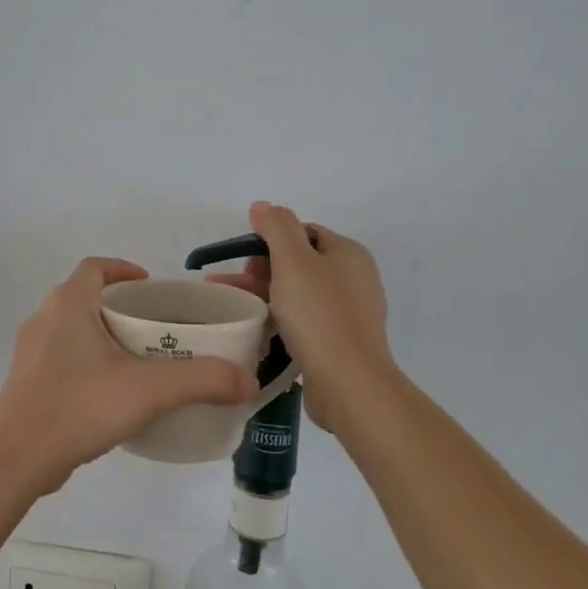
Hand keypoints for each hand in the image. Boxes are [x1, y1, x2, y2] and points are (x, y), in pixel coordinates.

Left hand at [0, 257, 257, 493]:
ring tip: (138, 362)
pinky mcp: (25, 383)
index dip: (124, 269)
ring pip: (72, 330)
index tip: (151, 286)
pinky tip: (109, 395)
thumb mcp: (149, 390)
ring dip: (102, 336)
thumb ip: (202, 380)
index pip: (96, 267)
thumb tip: (247, 381)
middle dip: (120, 307)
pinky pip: (61, 359)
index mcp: (67, 304)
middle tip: (156, 328)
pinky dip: (86, 363)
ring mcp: (29, 352)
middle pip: (86, 297)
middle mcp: (43, 319)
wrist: (16, 459)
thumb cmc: (80, 406)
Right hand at [210, 202, 392, 385]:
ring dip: (265, 293)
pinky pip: (304, 320)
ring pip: (298, 293)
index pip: (304, 232)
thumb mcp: (293, 260)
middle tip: (235, 284)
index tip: (244, 259)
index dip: (270, 239)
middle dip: (262, 268)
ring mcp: (349, 313)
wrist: (349, 383)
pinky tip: (259, 328)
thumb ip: (276, 227)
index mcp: (349, 253)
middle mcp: (354, 279)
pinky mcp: (340, 342)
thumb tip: (262, 205)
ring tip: (233, 305)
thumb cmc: (319, 314)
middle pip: (300, 262)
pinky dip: (280, 318)